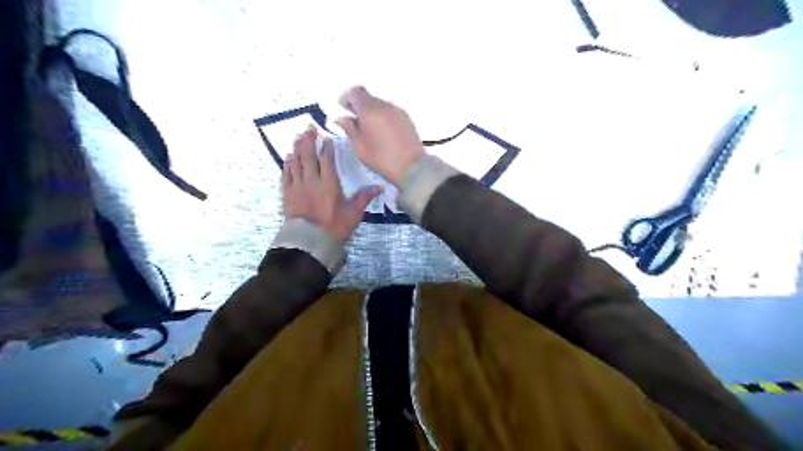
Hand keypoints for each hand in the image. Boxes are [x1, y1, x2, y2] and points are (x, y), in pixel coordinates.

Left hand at [282, 125, 381, 240]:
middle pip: (309, 155)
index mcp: (329, 183)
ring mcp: (298, 186)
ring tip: (298, 137)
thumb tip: (379, 187)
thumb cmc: (334, 226)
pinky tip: (288, 157)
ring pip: (296, 162)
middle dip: (309, 140)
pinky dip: (287, 164)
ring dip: (297, 148)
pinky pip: (286, 174)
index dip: (326, 147)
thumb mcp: (353, 213)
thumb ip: (364, 198)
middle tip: (308, 128)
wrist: (310, 240)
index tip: (326, 138)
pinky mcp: (288, 194)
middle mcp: (312, 180)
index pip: (327, 159)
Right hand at [336, 84, 428, 185]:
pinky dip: (383, 116)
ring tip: (369, 130)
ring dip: (372, 112)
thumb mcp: (361, 148)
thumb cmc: (383, 160)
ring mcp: (398, 110)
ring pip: (380, 104)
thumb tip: (342, 118)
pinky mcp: (407, 118)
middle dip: (359, 106)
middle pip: (368, 97)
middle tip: (355, 122)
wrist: (413, 168)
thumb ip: (350, 129)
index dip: (347, 98)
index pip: (355, 92)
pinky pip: (390, 111)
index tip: (343, 109)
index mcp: (370, 110)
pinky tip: (382, 132)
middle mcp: (384, 105)